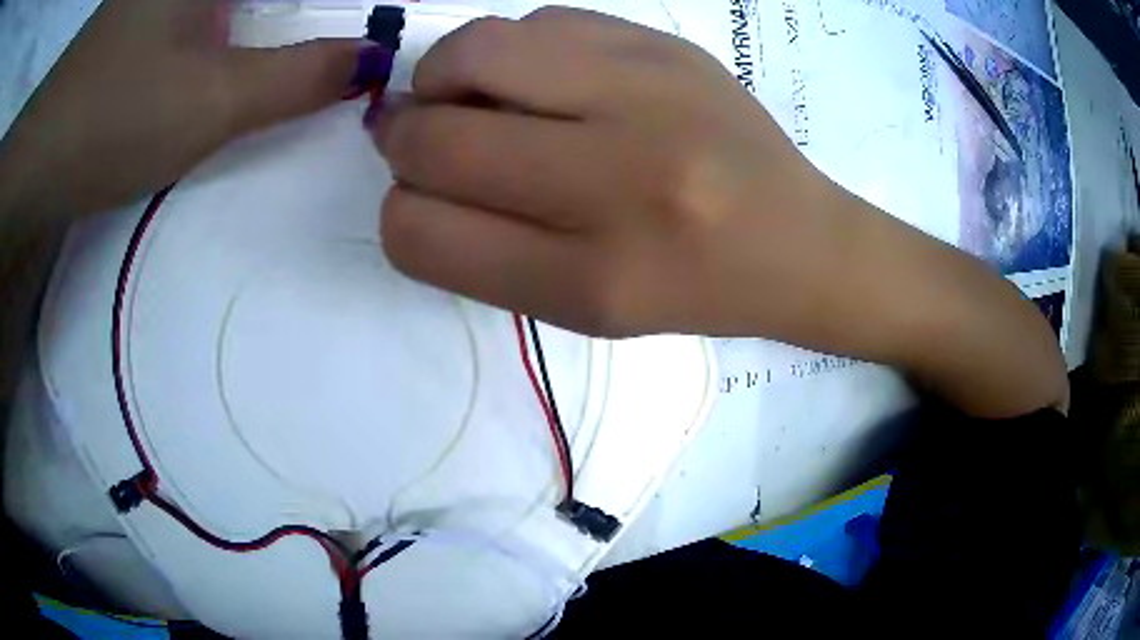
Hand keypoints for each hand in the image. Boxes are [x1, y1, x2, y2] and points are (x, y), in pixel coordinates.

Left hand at [0, 0, 387, 402]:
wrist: (36, 161)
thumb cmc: (110, 120)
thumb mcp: (210, 101)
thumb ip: (299, 77)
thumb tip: (373, 61)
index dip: (345, 2)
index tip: (376, 23)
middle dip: (315, 11)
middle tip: (356, 34)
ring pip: (247, 2)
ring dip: (285, 14)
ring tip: (318, 45)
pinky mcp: (153, 13)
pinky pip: (219, 9)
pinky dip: (253, 15)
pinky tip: (264, 35)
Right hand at [373, 8, 1066, 416]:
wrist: (798, 241)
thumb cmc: (688, 287)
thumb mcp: (579, 306)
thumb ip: (479, 246)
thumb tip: (410, 165)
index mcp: (590, 281)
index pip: (418, 234)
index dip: (401, 213)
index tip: (423, 198)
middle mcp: (617, 181)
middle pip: (431, 138)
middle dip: (407, 139)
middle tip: (430, 138)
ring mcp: (648, 94)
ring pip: (469, 53)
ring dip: (445, 77)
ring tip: (478, 98)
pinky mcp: (666, 44)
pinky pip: (535, 22)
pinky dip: (514, 50)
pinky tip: (546, 77)